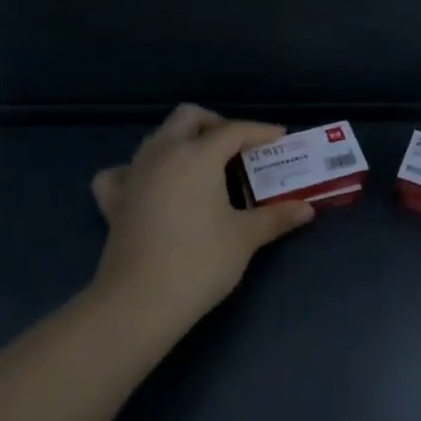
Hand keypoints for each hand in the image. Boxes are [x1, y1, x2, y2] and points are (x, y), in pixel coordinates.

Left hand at [89, 104, 314, 330]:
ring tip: (203, 167)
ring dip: (182, 142)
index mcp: (197, 155)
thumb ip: (276, 217)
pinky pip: (123, 171)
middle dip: (216, 124)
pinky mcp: (113, 200)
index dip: (260, 131)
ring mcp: (133, 174)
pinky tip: (151, 186)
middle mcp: (163, 153)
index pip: (234, 130)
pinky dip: (139, 170)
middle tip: (238, 149)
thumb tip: (306, 209)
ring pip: (157, 138)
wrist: (139, 302)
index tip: (280, 139)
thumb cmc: (199, 262)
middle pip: (189, 117)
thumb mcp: (245, 238)